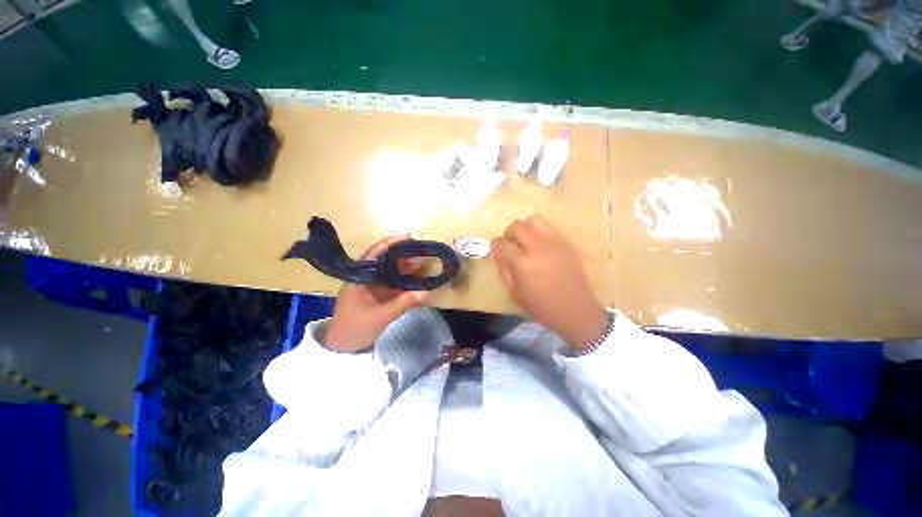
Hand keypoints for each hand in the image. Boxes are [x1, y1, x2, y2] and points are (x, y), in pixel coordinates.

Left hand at [322, 234, 428, 352]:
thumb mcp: (381, 316)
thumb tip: (426, 292)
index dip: (391, 243)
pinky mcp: (376, 295)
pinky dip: (404, 281)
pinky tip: (416, 279)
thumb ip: (404, 303)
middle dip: (404, 255)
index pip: (375, 254)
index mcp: (359, 278)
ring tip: (423, 263)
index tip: (408, 236)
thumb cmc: (355, 328)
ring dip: (406, 268)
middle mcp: (365, 278)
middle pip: (385, 261)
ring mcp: (371, 286)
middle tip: (422, 251)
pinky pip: (392, 283)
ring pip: (390, 272)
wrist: (342, 347)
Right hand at [491, 215, 609, 350]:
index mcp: (523, 263)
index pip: (501, 243)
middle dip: (508, 233)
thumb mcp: (513, 291)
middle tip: (510, 245)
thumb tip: (498, 251)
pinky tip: (540, 246)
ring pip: (534, 220)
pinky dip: (539, 232)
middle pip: (517, 226)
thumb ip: (503, 268)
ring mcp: (555, 242)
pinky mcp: (566, 243)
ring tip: (525, 241)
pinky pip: (548, 228)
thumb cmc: (541, 306)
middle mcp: (538, 247)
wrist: (575, 310)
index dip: (495, 246)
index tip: (496, 251)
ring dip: (524, 228)